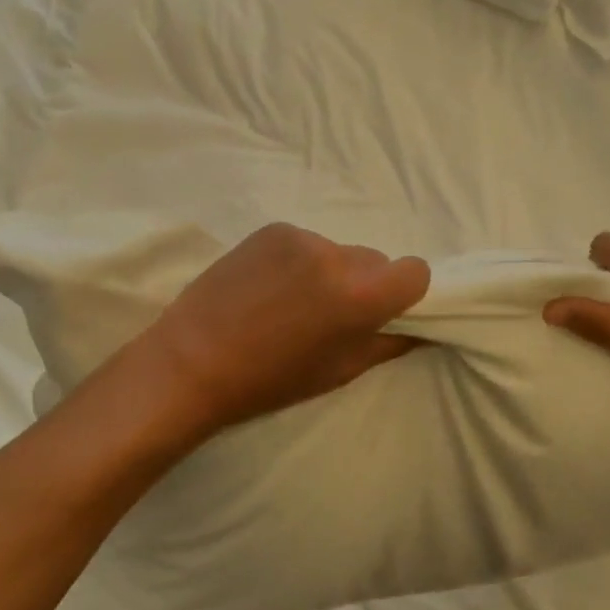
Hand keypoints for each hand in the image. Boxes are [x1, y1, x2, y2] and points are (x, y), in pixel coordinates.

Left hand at [136, 223, 430, 434]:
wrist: (191, 361)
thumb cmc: (270, 380)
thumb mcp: (338, 372)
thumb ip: (388, 343)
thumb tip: (418, 327)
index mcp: (360, 295)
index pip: (416, 270)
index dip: (404, 292)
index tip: (381, 311)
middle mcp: (337, 255)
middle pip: (375, 260)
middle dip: (364, 283)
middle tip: (329, 314)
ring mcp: (302, 237)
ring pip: (338, 251)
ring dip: (329, 271)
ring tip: (291, 302)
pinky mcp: (272, 229)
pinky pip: (306, 242)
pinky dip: (299, 261)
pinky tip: (269, 286)